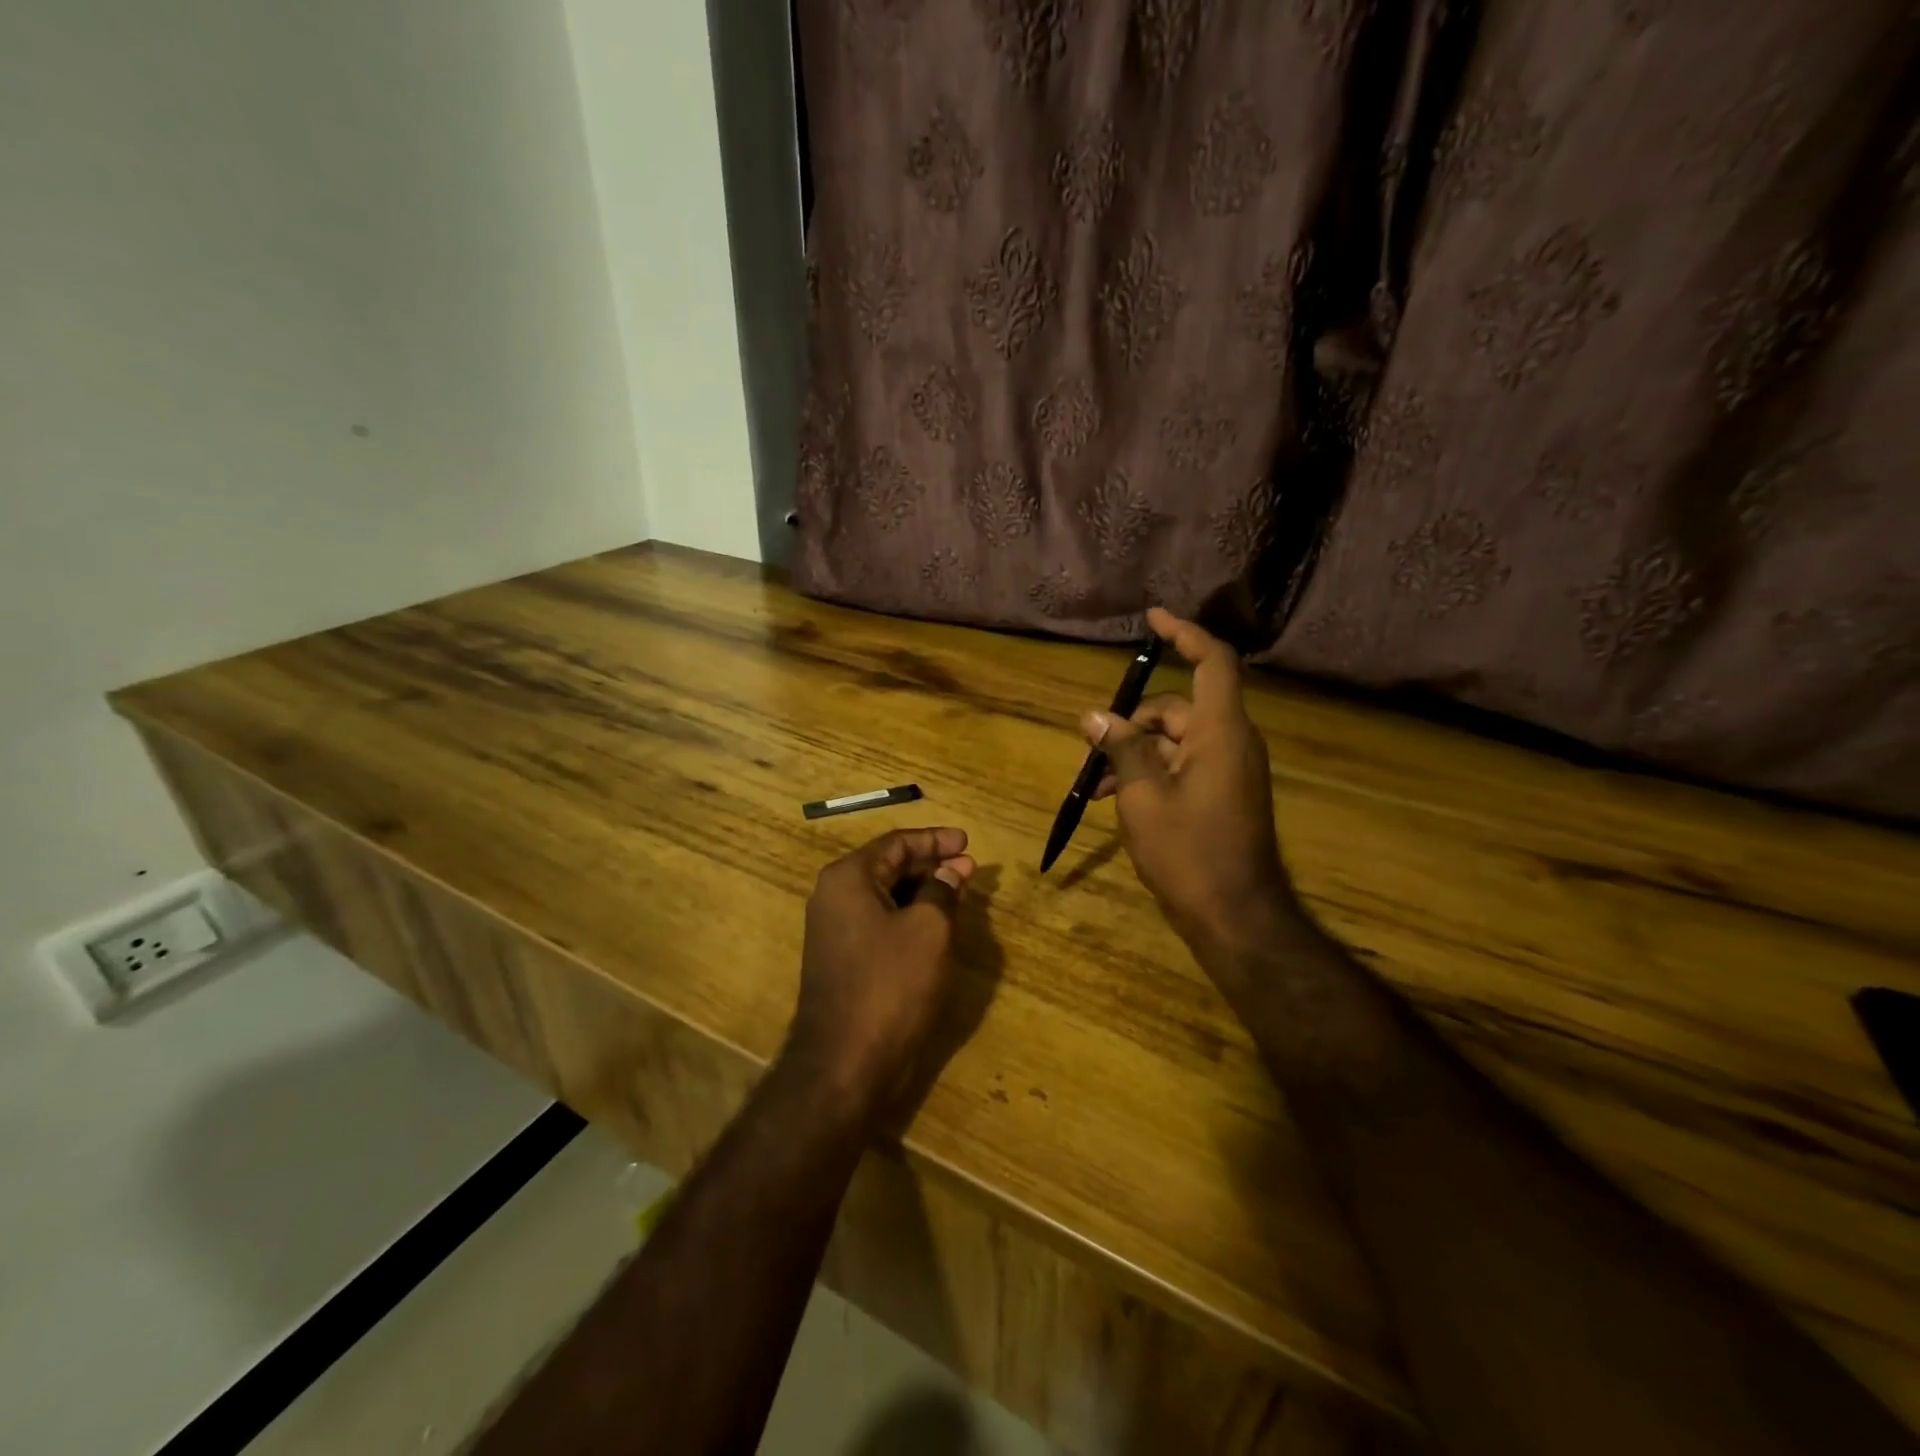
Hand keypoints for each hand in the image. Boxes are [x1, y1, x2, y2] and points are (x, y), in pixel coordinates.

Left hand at [785, 827, 976, 1123]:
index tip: (968, 842)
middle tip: (969, 867)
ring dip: (922, 890)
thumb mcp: (929, 930)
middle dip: (931, 863)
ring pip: (884, 895)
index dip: (935, 839)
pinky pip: (879, 921)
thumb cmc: (890, 985)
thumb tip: (952, 868)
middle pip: (888, 866)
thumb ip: (942, 890)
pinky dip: (908, 915)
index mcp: (848, 878)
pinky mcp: (842, 959)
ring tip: (959, 891)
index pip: (896, 844)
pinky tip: (935, 923)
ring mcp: (834, 930)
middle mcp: (834, 896)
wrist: (845, 1064)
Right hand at [1085, 607, 1294, 958]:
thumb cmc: (1188, 852)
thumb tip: (1094, 716)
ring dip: (1134, 752)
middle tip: (1090, 748)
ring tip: (1094, 784)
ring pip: (1174, 740)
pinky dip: (1151, 772)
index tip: (1153, 618)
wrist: (1234, 915)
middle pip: (1178, 707)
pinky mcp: (1223, 793)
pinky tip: (1115, 798)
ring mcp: (1229, 769)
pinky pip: (1182, 765)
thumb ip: (1121, 748)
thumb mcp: (1142, 796)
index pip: (1212, 661)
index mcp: (1221, 732)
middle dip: (1131, 722)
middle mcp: (1231, 742)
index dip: (1185, 633)